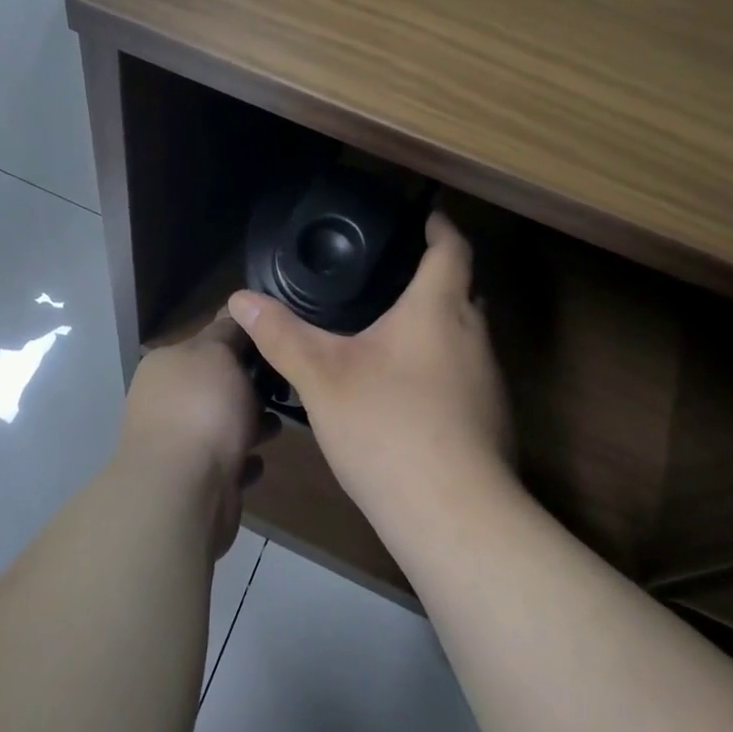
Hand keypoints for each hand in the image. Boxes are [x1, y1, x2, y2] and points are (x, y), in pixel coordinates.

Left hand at [121, 312, 272, 558]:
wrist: (183, 490)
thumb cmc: (202, 408)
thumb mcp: (218, 353)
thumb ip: (229, 331)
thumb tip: (236, 309)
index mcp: (166, 364)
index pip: (208, 342)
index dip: (243, 341)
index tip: (278, 344)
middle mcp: (164, 400)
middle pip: (217, 384)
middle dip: (251, 388)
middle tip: (286, 389)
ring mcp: (175, 442)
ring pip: (222, 424)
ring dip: (251, 425)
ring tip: (278, 428)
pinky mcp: (191, 481)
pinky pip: (225, 462)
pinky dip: (243, 460)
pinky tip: (259, 462)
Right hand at [227, 212, 515, 547]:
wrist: (453, 516)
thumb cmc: (387, 426)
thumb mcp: (321, 377)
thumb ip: (281, 334)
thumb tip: (240, 298)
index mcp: (438, 310)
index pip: (452, 249)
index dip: (441, 226)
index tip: (427, 215)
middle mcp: (474, 337)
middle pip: (464, 290)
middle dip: (437, 277)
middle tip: (395, 274)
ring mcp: (489, 383)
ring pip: (466, 336)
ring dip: (439, 326)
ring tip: (395, 330)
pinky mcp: (492, 422)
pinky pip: (466, 376)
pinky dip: (442, 367)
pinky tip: (408, 393)